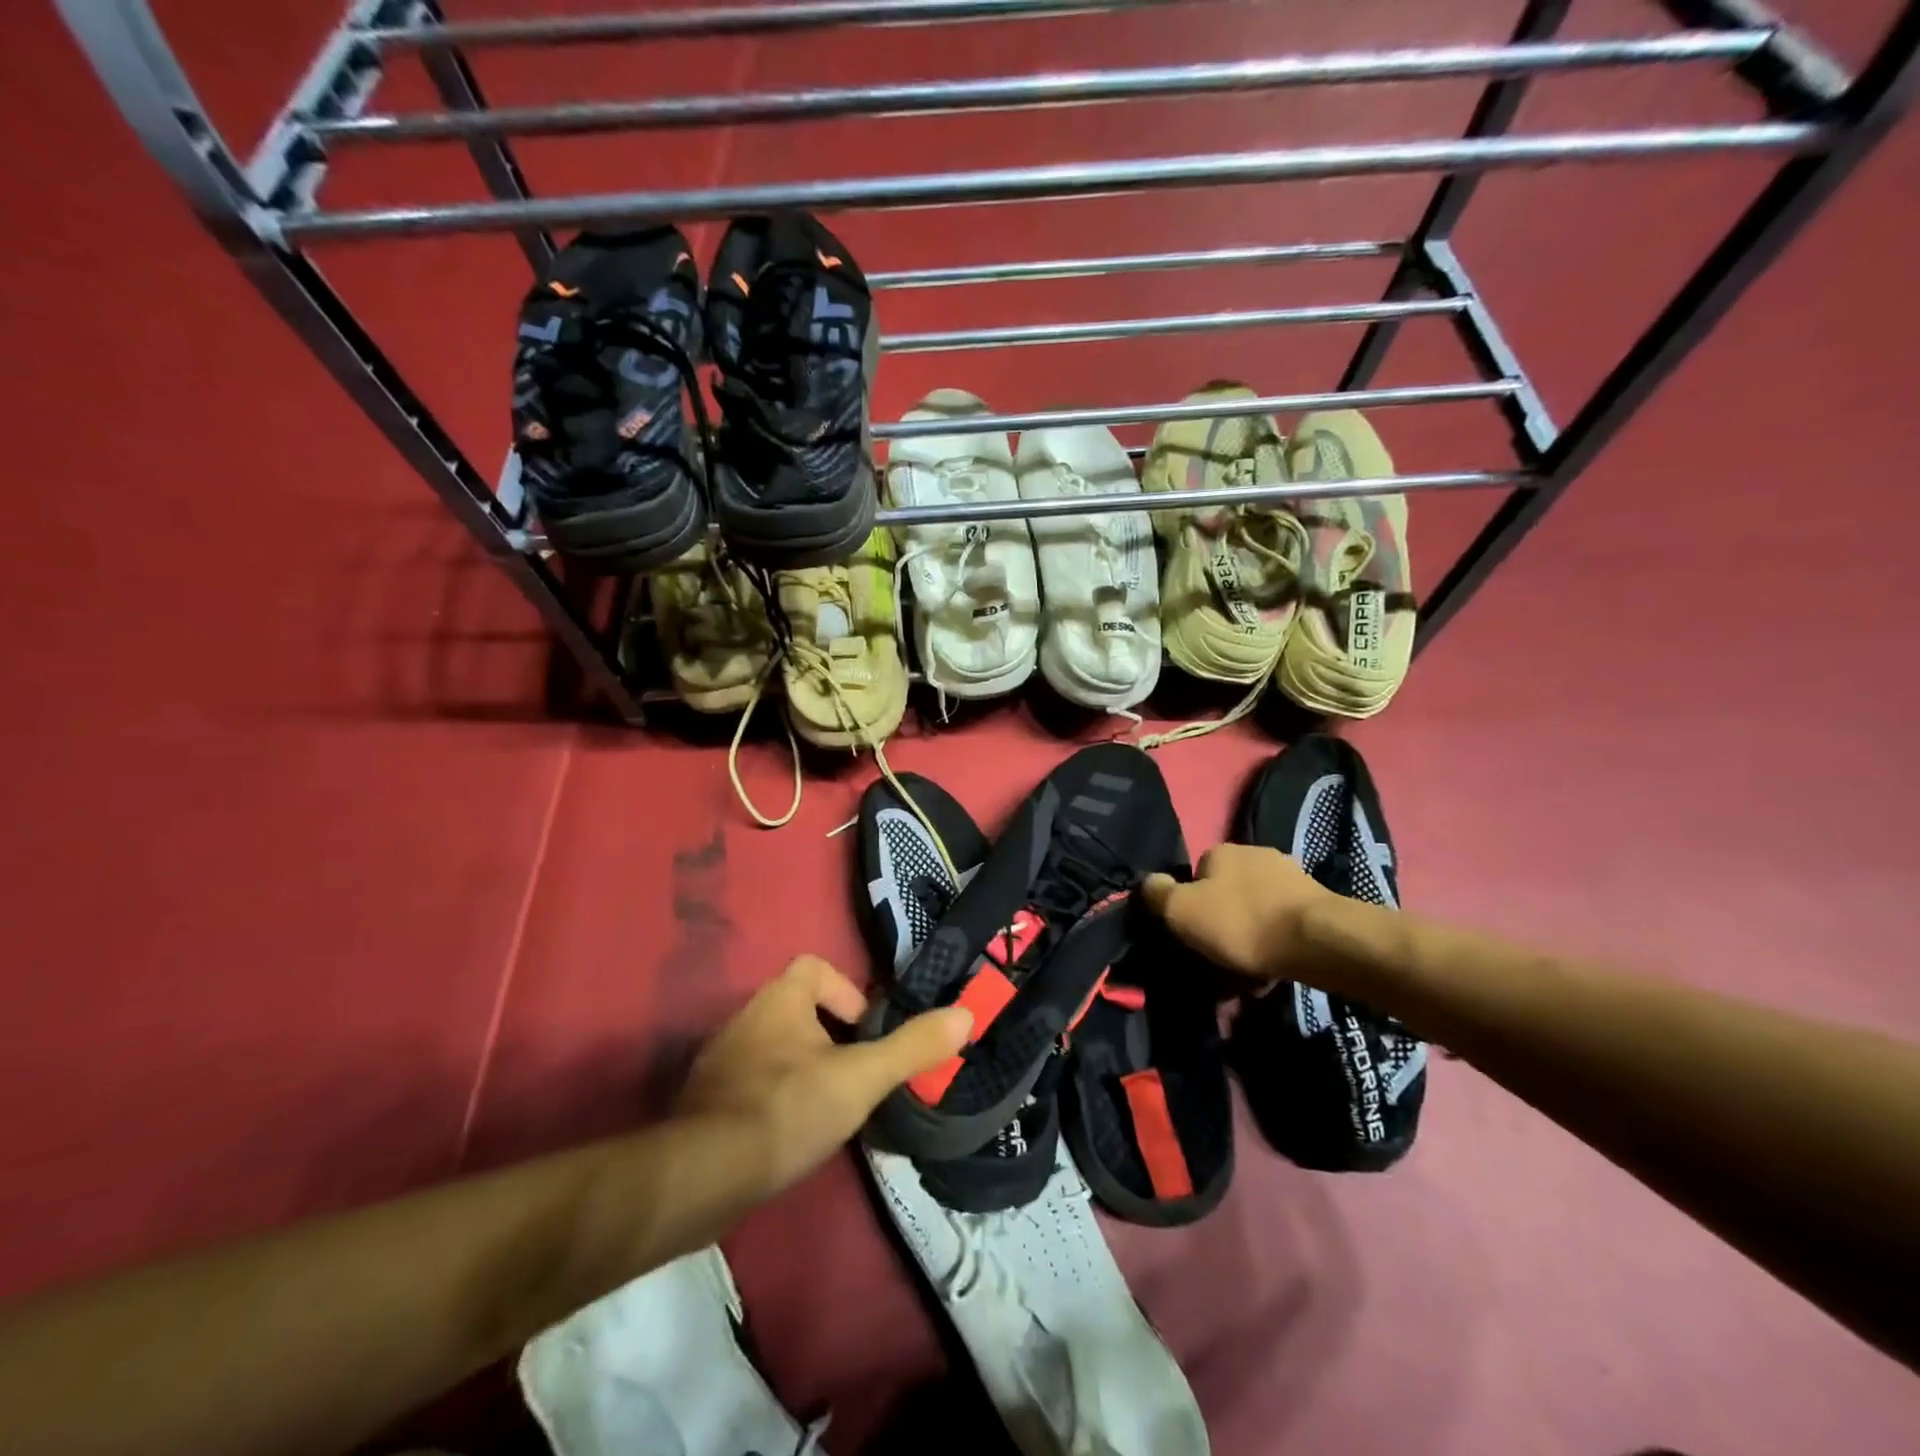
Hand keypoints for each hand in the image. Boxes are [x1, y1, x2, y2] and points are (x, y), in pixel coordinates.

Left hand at [675, 955, 971, 1196]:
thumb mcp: (861, 1077)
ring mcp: (720, 1061)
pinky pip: (751, 1084)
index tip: (864, 1031)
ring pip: (775, 1048)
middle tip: (856, 1073)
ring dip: (804, 1068)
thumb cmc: (788, 1108)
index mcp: (779, 999)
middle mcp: (745, 1018)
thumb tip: (966, 1015)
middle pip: (797, 1009)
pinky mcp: (706, 1102)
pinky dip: (776, 1098)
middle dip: (830, 1037)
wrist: (703, 1175)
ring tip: (830, 1107)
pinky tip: (792, 1134)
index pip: (814, 968)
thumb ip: (912, 1047)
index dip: (846, 992)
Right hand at [1143, 844, 1336, 981]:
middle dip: (1221, 928)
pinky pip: (1281, 928)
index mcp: (1221, 852)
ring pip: (1255, 914)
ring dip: (1247, 942)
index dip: (1190, 908)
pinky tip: (1272, 975)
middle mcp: (1255, 855)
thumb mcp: (1182, 911)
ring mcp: (1289, 878)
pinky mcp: (1315, 904)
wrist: (1317, 941)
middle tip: (1217, 963)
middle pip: (1226, 896)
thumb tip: (1148, 883)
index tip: (1192, 938)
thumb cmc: (1241, 922)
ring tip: (1246, 980)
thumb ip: (1157, 894)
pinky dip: (1273, 949)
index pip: (1195, 877)